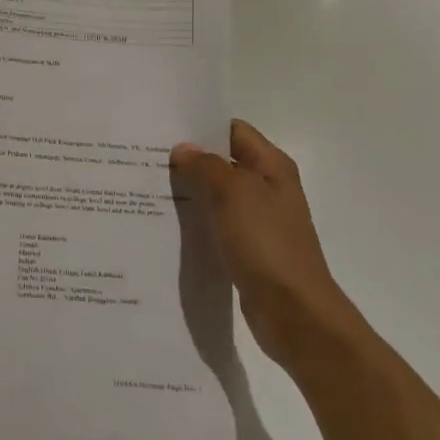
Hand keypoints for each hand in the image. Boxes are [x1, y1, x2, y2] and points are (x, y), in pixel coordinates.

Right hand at [171, 121, 355, 367]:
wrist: (294, 311)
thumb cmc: (266, 243)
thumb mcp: (234, 193)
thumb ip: (206, 166)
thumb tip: (184, 149)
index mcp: (271, 166)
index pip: (232, 131)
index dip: (200, 128)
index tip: (162, 131)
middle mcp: (266, 188)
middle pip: (222, 162)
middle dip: (188, 160)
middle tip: (146, 160)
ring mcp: (257, 220)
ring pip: (216, 195)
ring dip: (188, 192)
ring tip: (147, 189)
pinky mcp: (246, 249)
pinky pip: (215, 225)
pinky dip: (195, 221)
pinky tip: (166, 224)